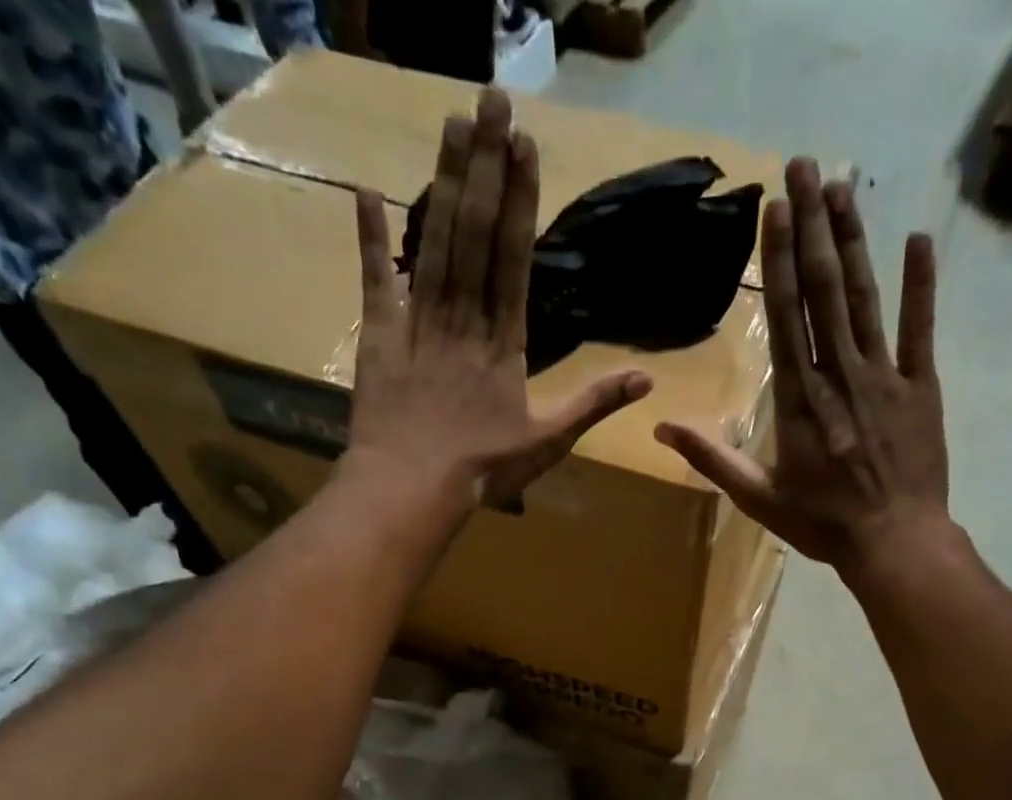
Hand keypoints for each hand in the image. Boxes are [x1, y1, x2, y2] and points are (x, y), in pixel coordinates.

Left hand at [348, 88, 651, 512]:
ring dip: (443, 182)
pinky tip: (364, 190)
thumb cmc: (485, 469)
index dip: (520, 201)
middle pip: (474, 235)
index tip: (524, 145)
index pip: (514, 260)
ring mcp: (418, 324)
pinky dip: (369, 239)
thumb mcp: (549, 442)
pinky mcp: (380, 338)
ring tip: (452, 123)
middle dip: (484, 167)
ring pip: (433, 244)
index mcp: (504, 343)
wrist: (412, 488)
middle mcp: (462, 320)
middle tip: (489, 99)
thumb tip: (647, 379)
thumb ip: (594, 404)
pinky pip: (375, 282)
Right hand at [653, 158, 947, 570]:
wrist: (893, 542)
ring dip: (854, 240)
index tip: (775, 206)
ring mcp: (885, 376)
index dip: (778, 258)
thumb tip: (662, 429)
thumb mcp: (758, 498)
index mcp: (799, 399)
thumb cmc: (822, 523)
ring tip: (843, 186)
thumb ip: (712, 459)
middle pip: (824, 290)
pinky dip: (920, 284)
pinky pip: (921, 328)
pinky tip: (917, 239)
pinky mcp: (921, 387)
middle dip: (813, 226)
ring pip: (866, 298)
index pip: (784, 315)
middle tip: (806, 163)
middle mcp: (839, 373)